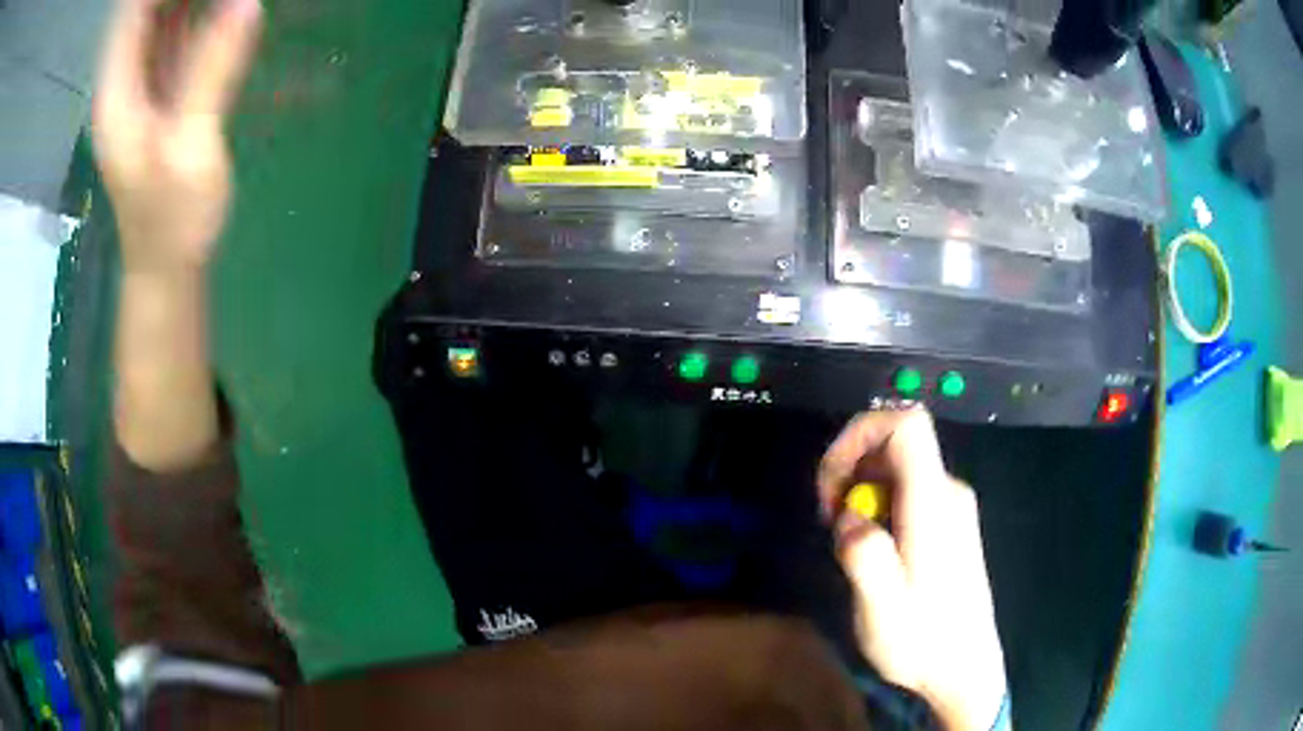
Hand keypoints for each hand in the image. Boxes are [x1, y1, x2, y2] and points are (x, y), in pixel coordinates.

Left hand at [94, 0, 262, 273]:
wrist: (165, 266)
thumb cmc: (170, 224)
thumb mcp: (189, 151)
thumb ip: (211, 75)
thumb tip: (247, 3)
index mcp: (117, 93)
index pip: (131, 12)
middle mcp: (124, 78)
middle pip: (145, 9)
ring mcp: (142, 81)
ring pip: (161, 14)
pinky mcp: (161, 87)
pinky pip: (177, 29)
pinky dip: (200, 9)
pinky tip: (226, 7)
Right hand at [818, 410, 1006, 730]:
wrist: (964, 668)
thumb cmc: (923, 641)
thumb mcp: (882, 608)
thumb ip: (864, 555)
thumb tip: (847, 516)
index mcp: (933, 503)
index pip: (907, 424)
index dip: (861, 432)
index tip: (831, 480)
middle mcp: (947, 492)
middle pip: (895, 444)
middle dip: (850, 470)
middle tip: (830, 522)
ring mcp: (950, 507)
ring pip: (896, 469)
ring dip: (860, 492)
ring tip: (847, 543)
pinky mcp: (948, 524)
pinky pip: (906, 492)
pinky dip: (877, 507)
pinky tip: (871, 550)